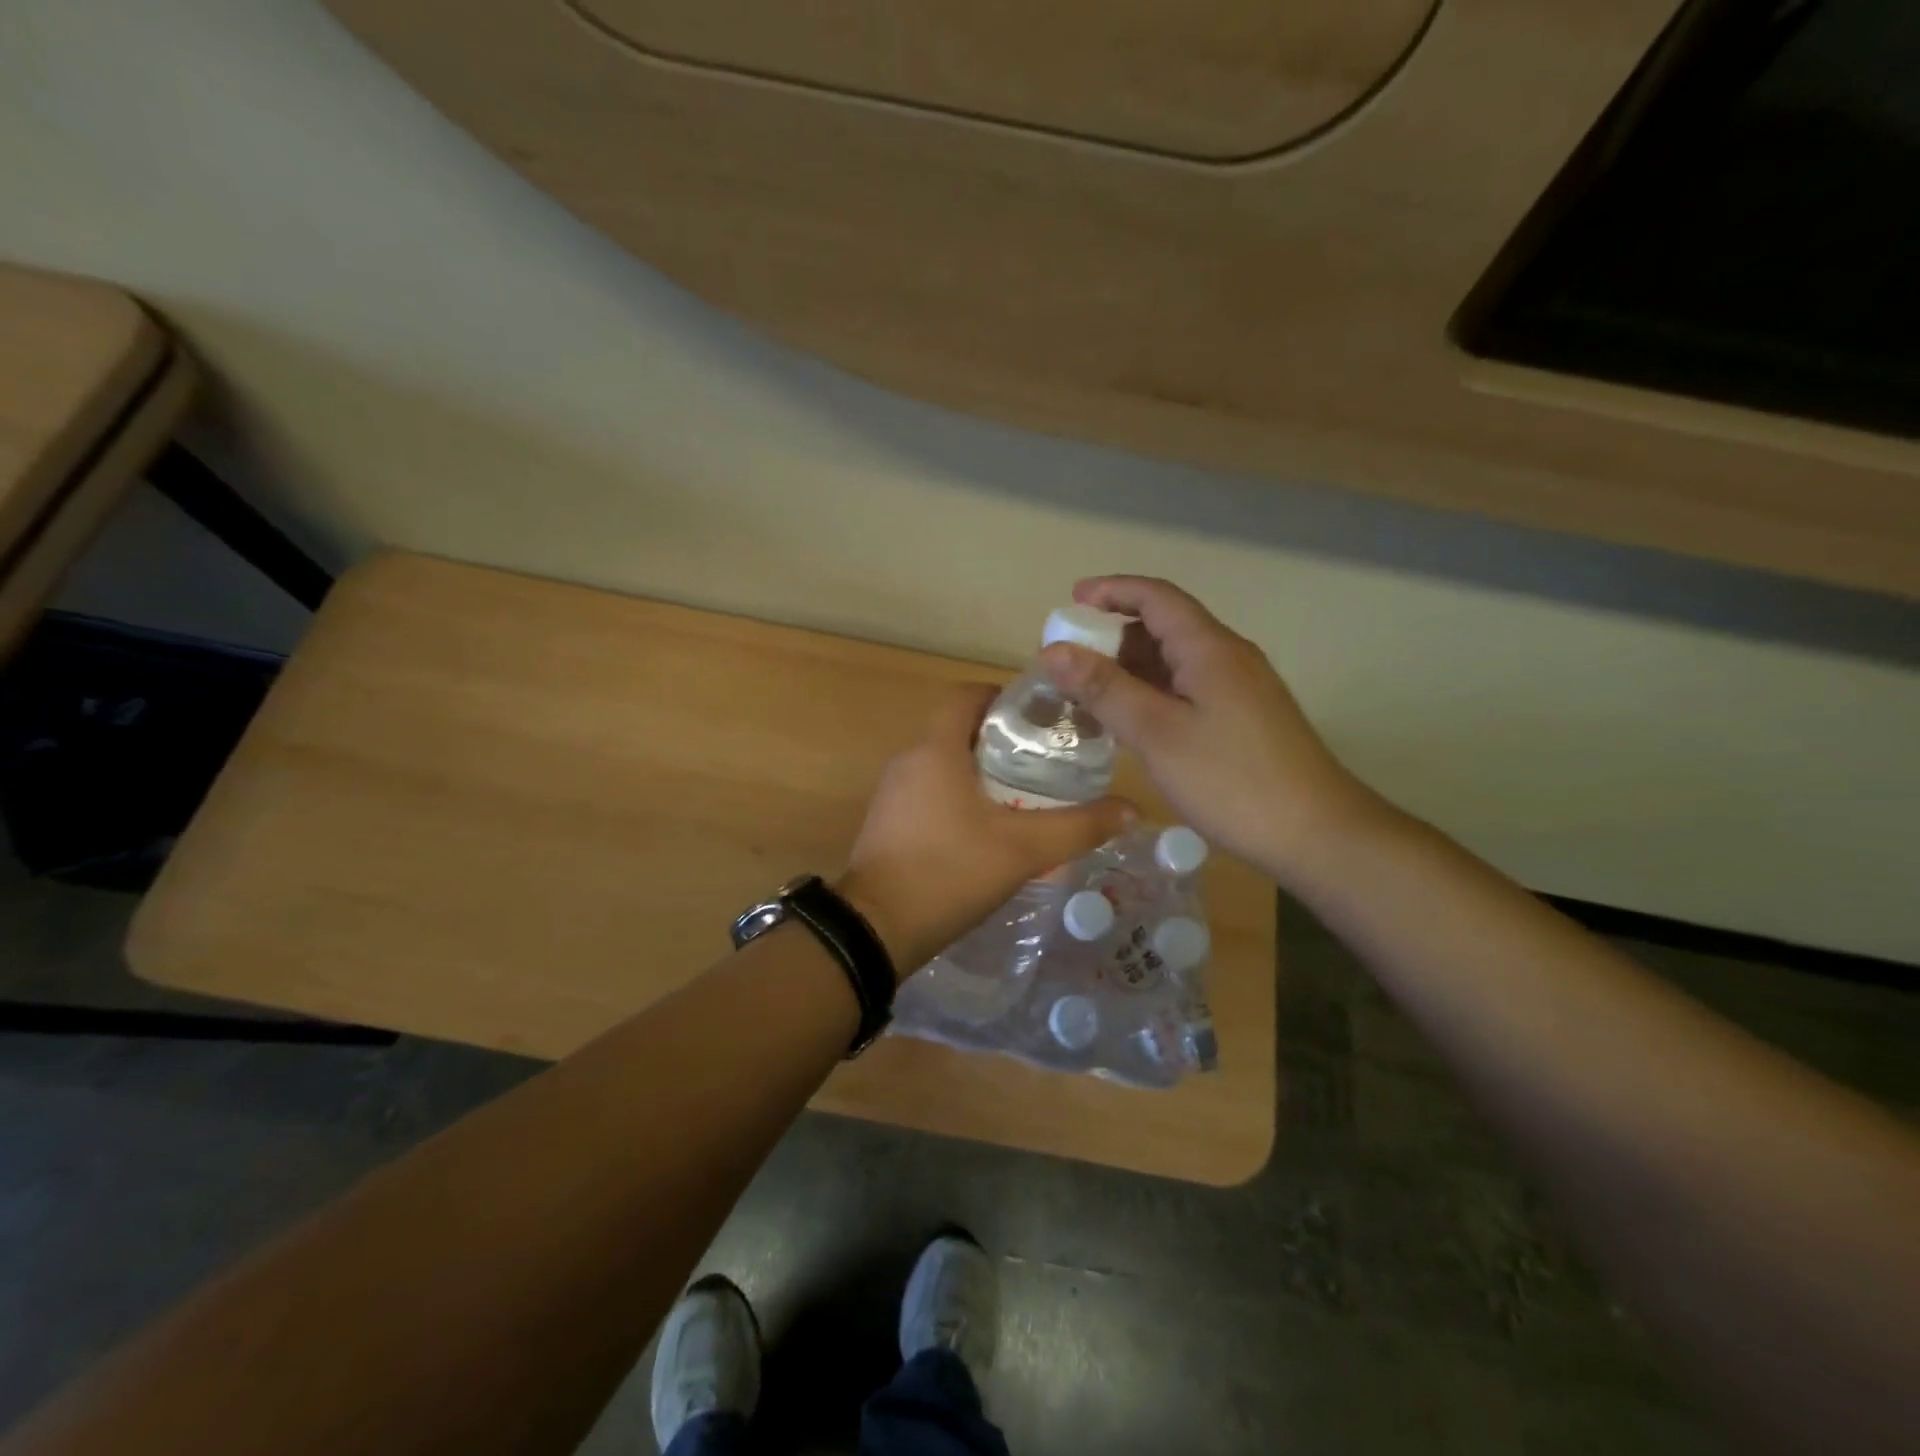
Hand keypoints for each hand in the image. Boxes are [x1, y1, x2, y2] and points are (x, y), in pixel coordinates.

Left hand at [839, 685, 1131, 976]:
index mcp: (935, 750)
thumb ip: (1078, 827)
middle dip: (1002, 740)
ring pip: (944, 764)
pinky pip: (930, 793)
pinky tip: (988, 830)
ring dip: (981, 772)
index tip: (1041, 719)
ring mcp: (893, 794)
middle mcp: (908, 761)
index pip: (966, 695)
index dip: (1005, 697)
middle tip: (1046, 761)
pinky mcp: (888, 823)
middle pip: (959, 730)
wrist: (876, 929)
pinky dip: (959, 798)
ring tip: (1027, 795)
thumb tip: (1131, 810)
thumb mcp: (1023, 850)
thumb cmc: (949, 872)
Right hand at [1040, 575, 1383, 884]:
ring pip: (1175, 662)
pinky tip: (1129, 722)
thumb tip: (1053, 651)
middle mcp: (1228, 657)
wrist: (1317, 834)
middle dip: (1113, 635)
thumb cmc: (1231, 780)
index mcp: (1210, 648)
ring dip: (1130, 669)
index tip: (1070, 602)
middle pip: (1164, 626)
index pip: (1156, 597)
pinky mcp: (1243, 719)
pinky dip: (1151, 694)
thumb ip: (1105, 689)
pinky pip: (1187, 689)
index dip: (1111, 591)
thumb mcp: (1157, 733)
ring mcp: (1240, 689)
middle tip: (1068, 660)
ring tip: (1087, 693)